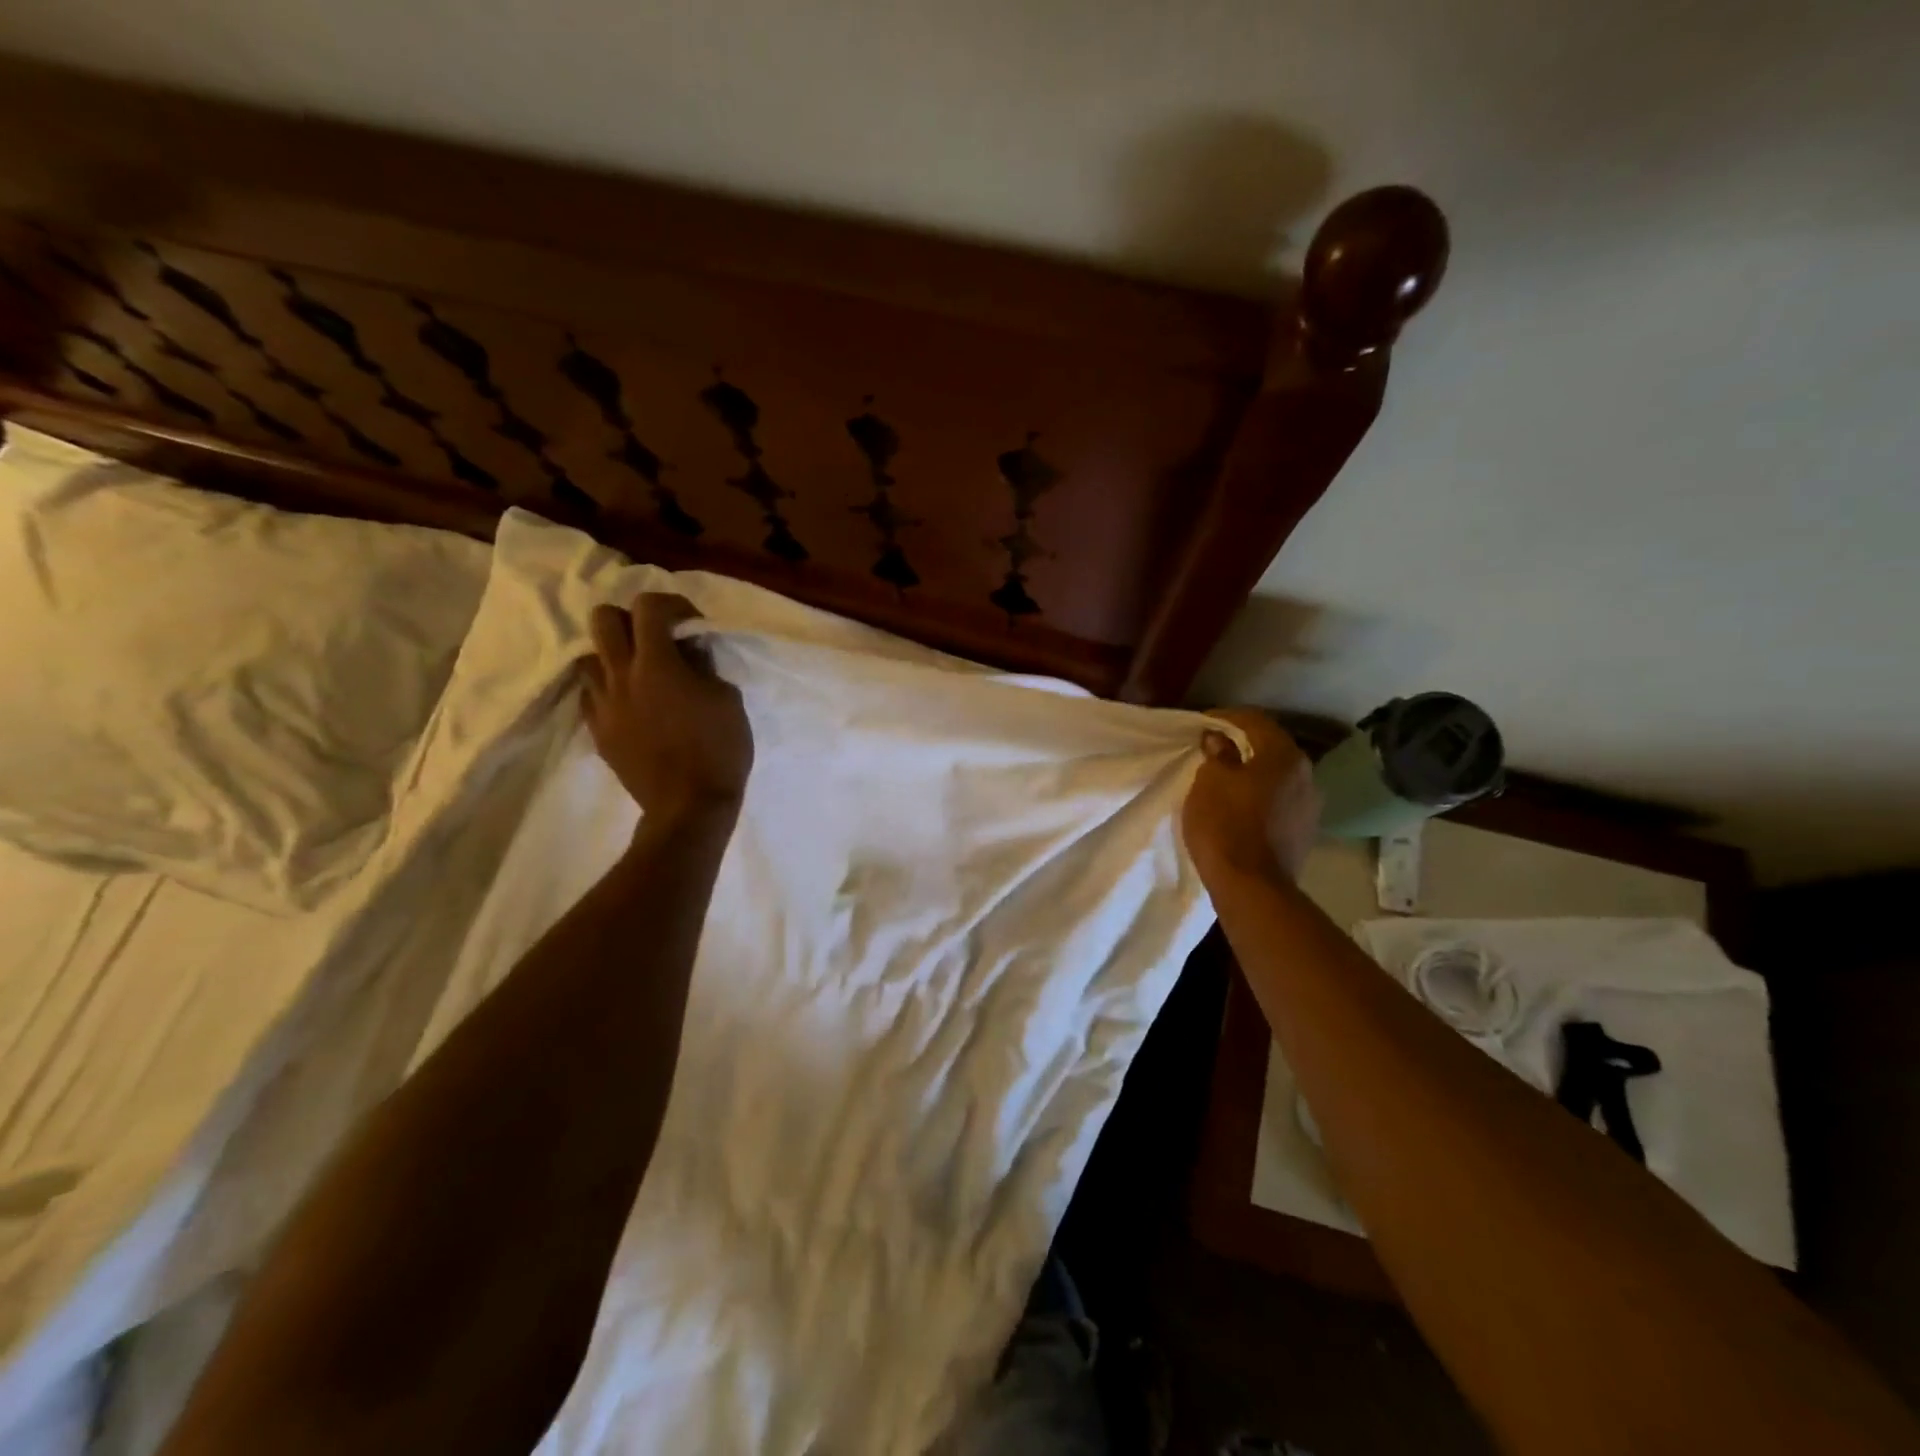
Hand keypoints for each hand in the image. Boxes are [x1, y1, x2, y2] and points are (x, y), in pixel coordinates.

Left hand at [580, 593, 752, 825]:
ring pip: (589, 657)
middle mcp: (621, 676)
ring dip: (614, 655)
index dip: (672, 605)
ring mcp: (603, 705)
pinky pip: (590, 695)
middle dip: (630, 620)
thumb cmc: (719, 749)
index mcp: (657, 663)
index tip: (691, 624)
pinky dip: (608, 689)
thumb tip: (688, 652)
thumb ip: (703, 666)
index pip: (648, 607)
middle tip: (656, 639)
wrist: (689, 806)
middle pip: (602, 620)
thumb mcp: (728, 698)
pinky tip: (631, 703)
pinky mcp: (598, 730)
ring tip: (639, 672)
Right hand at [1181, 707, 1320, 882]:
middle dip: (1243, 743)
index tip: (1204, 722)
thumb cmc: (1225, 824)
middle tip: (1215, 745)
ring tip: (1227, 776)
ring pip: (1278, 775)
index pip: (1255, 721)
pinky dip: (1261, 794)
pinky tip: (1242, 803)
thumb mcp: (1209, 781)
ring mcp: (1310, 805)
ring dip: (1254, 771)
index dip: (1227, 717)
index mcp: (1284, 755)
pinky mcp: (1304, 831)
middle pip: (1272, 746)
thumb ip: (1218, 754)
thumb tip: (1220, 740)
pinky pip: (1280, 800)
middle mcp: (1306, 774)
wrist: (1251, 886)